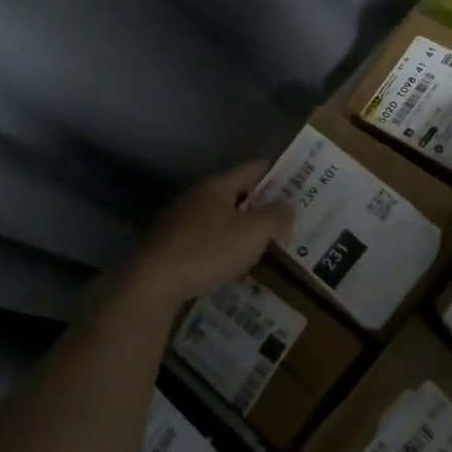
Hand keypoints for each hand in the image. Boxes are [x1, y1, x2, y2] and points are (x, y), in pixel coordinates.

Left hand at [118, 160, 293, 309]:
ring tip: (264, 239)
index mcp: (217, 185)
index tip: (298, 179)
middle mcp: (196, 195)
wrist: (153, 283)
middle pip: (236, 191)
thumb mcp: (253, 233)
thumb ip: (276, 216)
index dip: (277, 171)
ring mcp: (179, 219)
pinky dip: (224, 243)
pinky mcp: (169, 244)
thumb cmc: (209, 250)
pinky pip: (206, 236)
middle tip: (286, 214)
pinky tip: (233, 260)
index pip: (253, 167)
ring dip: (242, 224)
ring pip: (220, 215)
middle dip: (261, 201)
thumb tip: (288, 205)